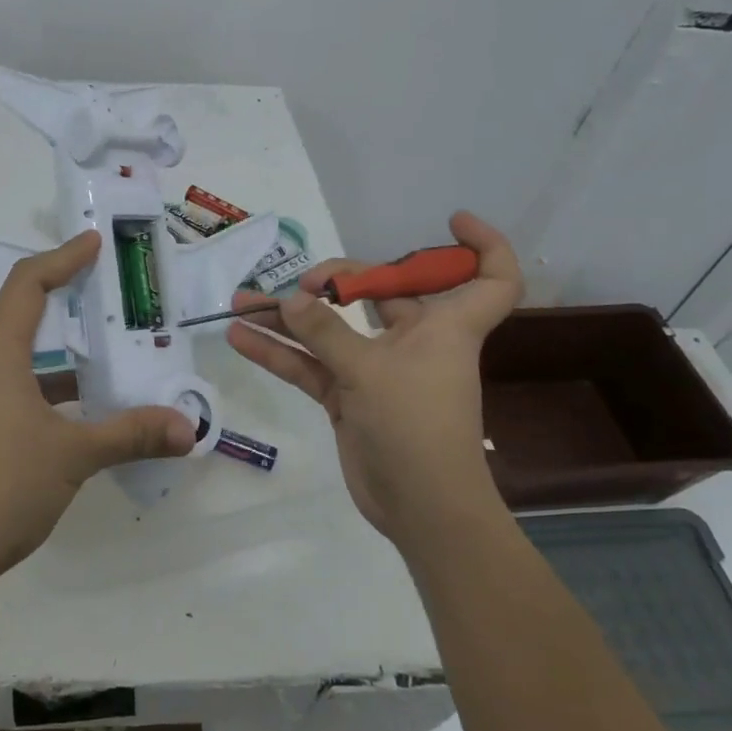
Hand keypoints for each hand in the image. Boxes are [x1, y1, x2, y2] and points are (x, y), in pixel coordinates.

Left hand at [0, 231, 194, 584]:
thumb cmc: (1, 486)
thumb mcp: (74, 455)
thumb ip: (132, 434)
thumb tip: (188, 428)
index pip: (26, 287)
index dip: (60, 258)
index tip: (93, 244)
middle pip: (22, 320)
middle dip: (68, 305)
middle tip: (111, 301)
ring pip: (22, 365)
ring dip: (63, 360)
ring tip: (109, 362)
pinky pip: (16, 397)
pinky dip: (51, 395)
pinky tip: (82, 420)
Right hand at [227, 211, 522, 547]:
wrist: (419, 508)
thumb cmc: (416, 426)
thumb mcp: (368, 370)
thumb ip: (325, 331)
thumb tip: (290, 299)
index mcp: (444, 326)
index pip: (490, 279)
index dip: (483, 246)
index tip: (450, 221)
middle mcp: (414, 340)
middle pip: (382, 293)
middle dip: (338, 281)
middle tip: (302, 283)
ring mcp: (377, 369)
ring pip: (332, 330)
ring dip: (289, 318)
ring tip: (241, 301)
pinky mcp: (349, 397)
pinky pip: (311, 365)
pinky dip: (280, 353)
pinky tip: (241, 338)